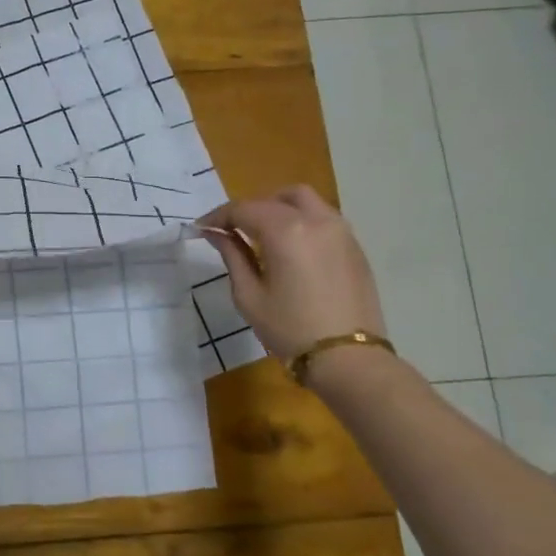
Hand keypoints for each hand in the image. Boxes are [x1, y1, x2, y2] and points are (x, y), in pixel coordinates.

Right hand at [198, 187, 385, 360]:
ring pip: (305, 201)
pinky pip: (323, 218)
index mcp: (285, 231)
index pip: (243, 209)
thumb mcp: (249, 295)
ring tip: (262, 235)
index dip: (218, 216)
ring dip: (278, 208)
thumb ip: (232, 256)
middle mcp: (316, 220)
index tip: (201, 228)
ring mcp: (341, 231)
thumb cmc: (289, 328)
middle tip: (232, 230)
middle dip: (250, 208)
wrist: (348, 357)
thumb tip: (216, 233)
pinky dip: (301, 221)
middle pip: (276, 198)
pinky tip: (290, 248)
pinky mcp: (354, 246)